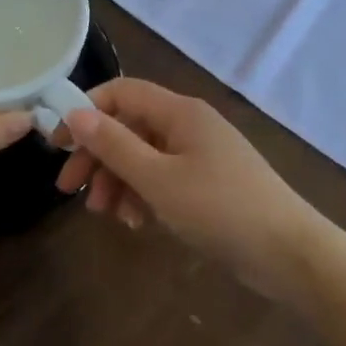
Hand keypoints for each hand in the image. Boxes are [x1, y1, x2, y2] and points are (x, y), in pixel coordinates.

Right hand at [54, 78, 329, 300]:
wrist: (288, 252)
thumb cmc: (219, 208)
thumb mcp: (158, 178)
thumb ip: (114, 145)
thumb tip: (74, 112)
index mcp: (179, 112)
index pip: (122, 93)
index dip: (86, 112)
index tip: (58, 145)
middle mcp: (189, 125)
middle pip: (129, 127)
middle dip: (98, 156)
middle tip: (70, 192)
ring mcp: (200, 154)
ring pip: (144, 156)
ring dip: (118, 181)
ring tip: (106, 214)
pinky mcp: (208, 183)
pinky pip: (163, 178)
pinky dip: (143, 194)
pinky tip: (136, 222)